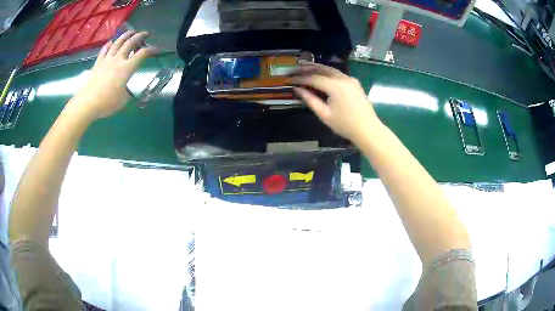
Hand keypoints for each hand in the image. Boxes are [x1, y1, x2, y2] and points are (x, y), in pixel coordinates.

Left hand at [67, 31, 158, 120]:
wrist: (88, 104)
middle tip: (145, 34)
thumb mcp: (123, 100)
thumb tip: (126, 90)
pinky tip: (111, 42)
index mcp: (127, 69)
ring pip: (118, 42)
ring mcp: (107, 60)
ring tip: (131, 32)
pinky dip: (109, 44)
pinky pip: (104, 50)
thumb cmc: (107, 103)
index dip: (152, 50)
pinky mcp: (98, 64)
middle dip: (140, 36)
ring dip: (126, 35)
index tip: (157, 50)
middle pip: (130, 43)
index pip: (142, 54)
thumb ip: (127, 91)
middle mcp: (118, 60)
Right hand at [291, 61, 380, 143]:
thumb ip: (310, 100)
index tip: (290, 79)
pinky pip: (338, 73)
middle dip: (307, 68)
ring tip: (304, 67)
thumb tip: (297, 89)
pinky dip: (327, 72)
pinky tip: (320, 74)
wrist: (368, 130)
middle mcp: (343, 78)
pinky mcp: (354, 82)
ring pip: (331, 69)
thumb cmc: (345, 125)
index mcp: (335, 86)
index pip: (314, 78)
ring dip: (317, 68)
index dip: (300, 78)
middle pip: (322, 69)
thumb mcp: (325, 114)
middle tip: (295, 68)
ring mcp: (350, 79)